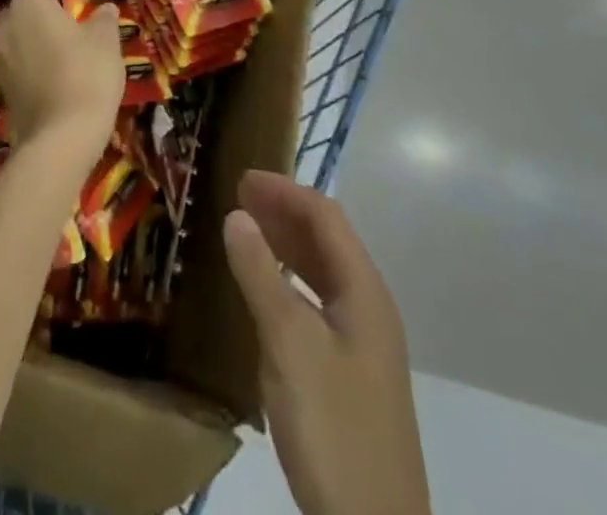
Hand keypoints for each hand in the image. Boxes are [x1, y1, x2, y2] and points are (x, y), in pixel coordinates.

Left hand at [0, 0, 122, 166]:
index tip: (75, 15)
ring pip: (18, 43)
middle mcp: (5, 26)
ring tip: (65, 64)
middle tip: (72, 37)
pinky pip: (17, 70)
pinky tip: (55, 87)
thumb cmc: (86, 73)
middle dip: (42, 22)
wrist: (61, 137)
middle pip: (23, 15)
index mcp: (29, 4)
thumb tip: (106, 8)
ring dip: (35, 48)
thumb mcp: (106, 41)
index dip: (56, 0)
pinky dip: (31, 73)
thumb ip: (104, 20)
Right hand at [224, 171, 428, 514]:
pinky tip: (266, 295)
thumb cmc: (334, 428)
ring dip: (287, 245)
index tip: (242, 178)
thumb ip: (261, 275)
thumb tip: (236, 214)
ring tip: (247, 233)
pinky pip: (319, 305)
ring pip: (323, 273)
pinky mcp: (353, 375)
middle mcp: (370, 308)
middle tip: (238, 198)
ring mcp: (364, 345)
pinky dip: (291, 283)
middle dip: (284, 212)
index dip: (284, 190)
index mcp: (364, 291)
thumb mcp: (289, 345)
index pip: (325, 216)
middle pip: (327, 240)